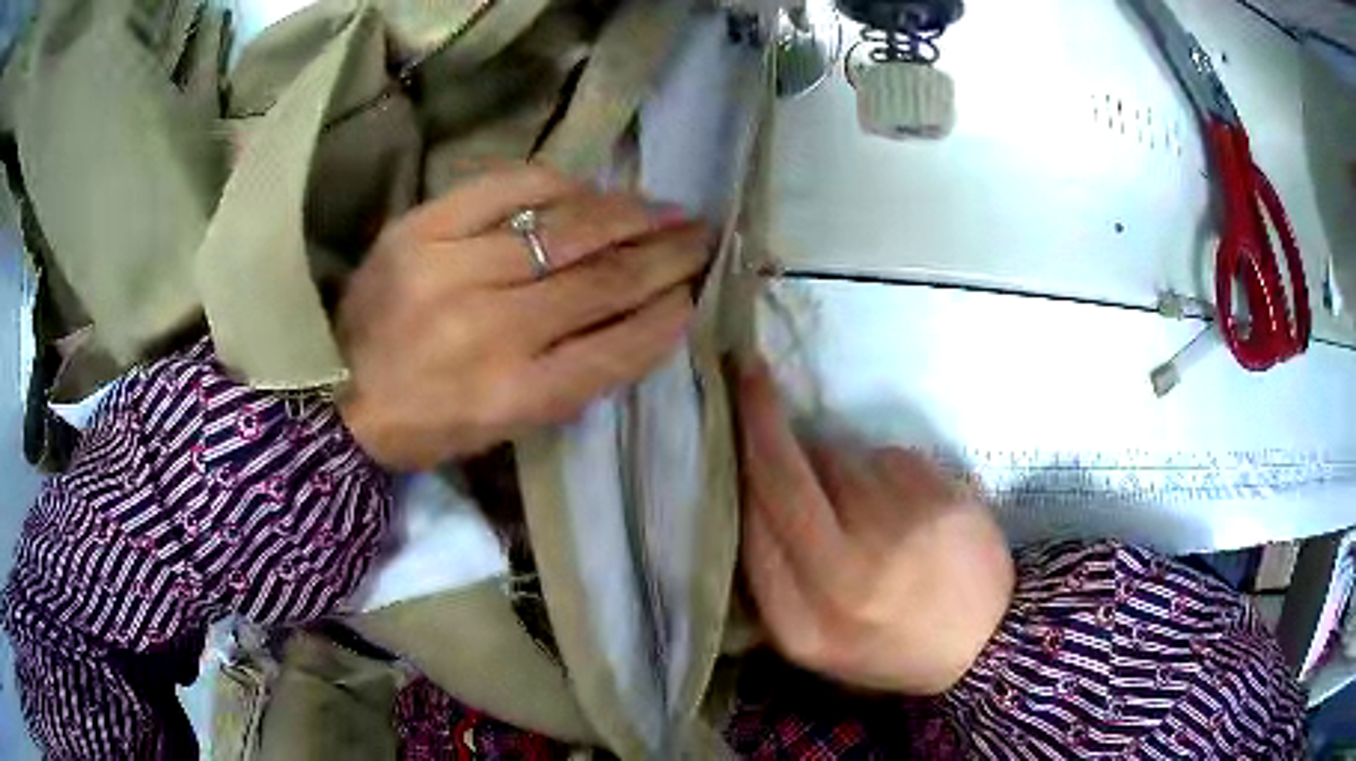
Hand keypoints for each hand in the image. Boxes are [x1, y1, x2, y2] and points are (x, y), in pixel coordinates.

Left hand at [336, 164, 709, 470]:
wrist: (336, 395)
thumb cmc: (427, 423)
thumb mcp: (505, 428)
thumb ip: (572, 380)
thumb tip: (640, 320)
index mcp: (514, 397)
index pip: (616, 347)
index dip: (666, 317)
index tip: (698, 295)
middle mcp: (490, 332)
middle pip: (601, 281)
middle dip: (665, 256)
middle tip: (702, 238)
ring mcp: (452, 271)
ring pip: (566, 229)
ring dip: (630, 215)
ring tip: (667, 208)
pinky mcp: (420, 229)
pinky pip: (510, 188)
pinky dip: (561, 184)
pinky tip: (590, 188)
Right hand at [736, 360, 1013, 695]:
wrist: (983, 640)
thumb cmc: (887, 644)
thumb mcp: (813, 641)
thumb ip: (771, 579)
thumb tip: (747, 490)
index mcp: (805, 623)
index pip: (751, 529)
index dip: (736, 468)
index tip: (723, 422)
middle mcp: (847, 576)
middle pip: (786, 477)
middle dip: (759, 417)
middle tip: (748, 370)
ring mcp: (900, 531)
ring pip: (839, 459)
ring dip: (833, 465)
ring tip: (864, 508)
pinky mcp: (941, 496)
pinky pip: (885, 456)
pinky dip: (879, 468)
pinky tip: (900, 505)